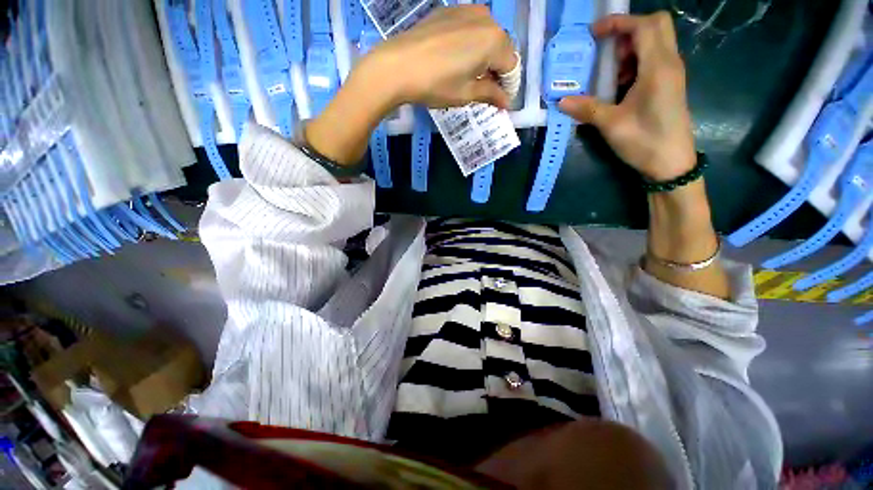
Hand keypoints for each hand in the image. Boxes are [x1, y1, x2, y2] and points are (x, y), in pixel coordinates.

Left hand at [306, 6, 515, 165]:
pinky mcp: (449, 10)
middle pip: (502, 48)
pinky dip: (471, 45)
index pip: (511, 66)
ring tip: (471, 76)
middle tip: (486, 90)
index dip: (508, 85)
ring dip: (485, 57)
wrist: (397, 65)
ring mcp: (467, 10)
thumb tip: (506, 102)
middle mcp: (486, 19)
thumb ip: (490, 94)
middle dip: (497, 70)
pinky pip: (470, 29)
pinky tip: (458, 59)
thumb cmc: (436, 84)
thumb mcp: (466, 94)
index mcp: (494, 41)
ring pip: (487, 37)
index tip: (501, 100)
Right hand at [558, 13, 695, 180]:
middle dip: (628, 30)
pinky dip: (637, 61)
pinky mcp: (670, 84)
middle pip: (656, 25)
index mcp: (658, 67)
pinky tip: (622, 84)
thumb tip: (561, 101)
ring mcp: (672, 73)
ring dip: (631, 47)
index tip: (595, 34)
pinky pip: (655, 59)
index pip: (645, 25)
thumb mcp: (611, 125)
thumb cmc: (644, 141)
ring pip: (656, 41)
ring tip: (611, 71)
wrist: (672, 163)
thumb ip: (587, 109)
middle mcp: (670, 63)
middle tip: (606, 50)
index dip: (619, 22)